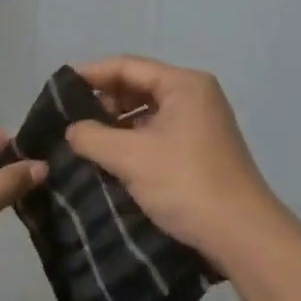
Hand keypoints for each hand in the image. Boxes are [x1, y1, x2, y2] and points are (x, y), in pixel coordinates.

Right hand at [65, 56, 296, 271]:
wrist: (242, 235)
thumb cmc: (185, 183)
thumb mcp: (130, 157)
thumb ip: (92, 136)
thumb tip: (72, 130)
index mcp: (184, 84)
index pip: (127, 66)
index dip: (90, 75)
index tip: (58, 90)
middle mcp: (196, 95)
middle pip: (139, 85)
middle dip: (103, 100)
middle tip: (69, 119)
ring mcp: (202, 122)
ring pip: (148, 111)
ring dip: (117, 123)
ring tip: (85, 140)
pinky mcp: (202, 148)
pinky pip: (159, 131)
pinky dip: (134, 139)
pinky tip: (112, 157)